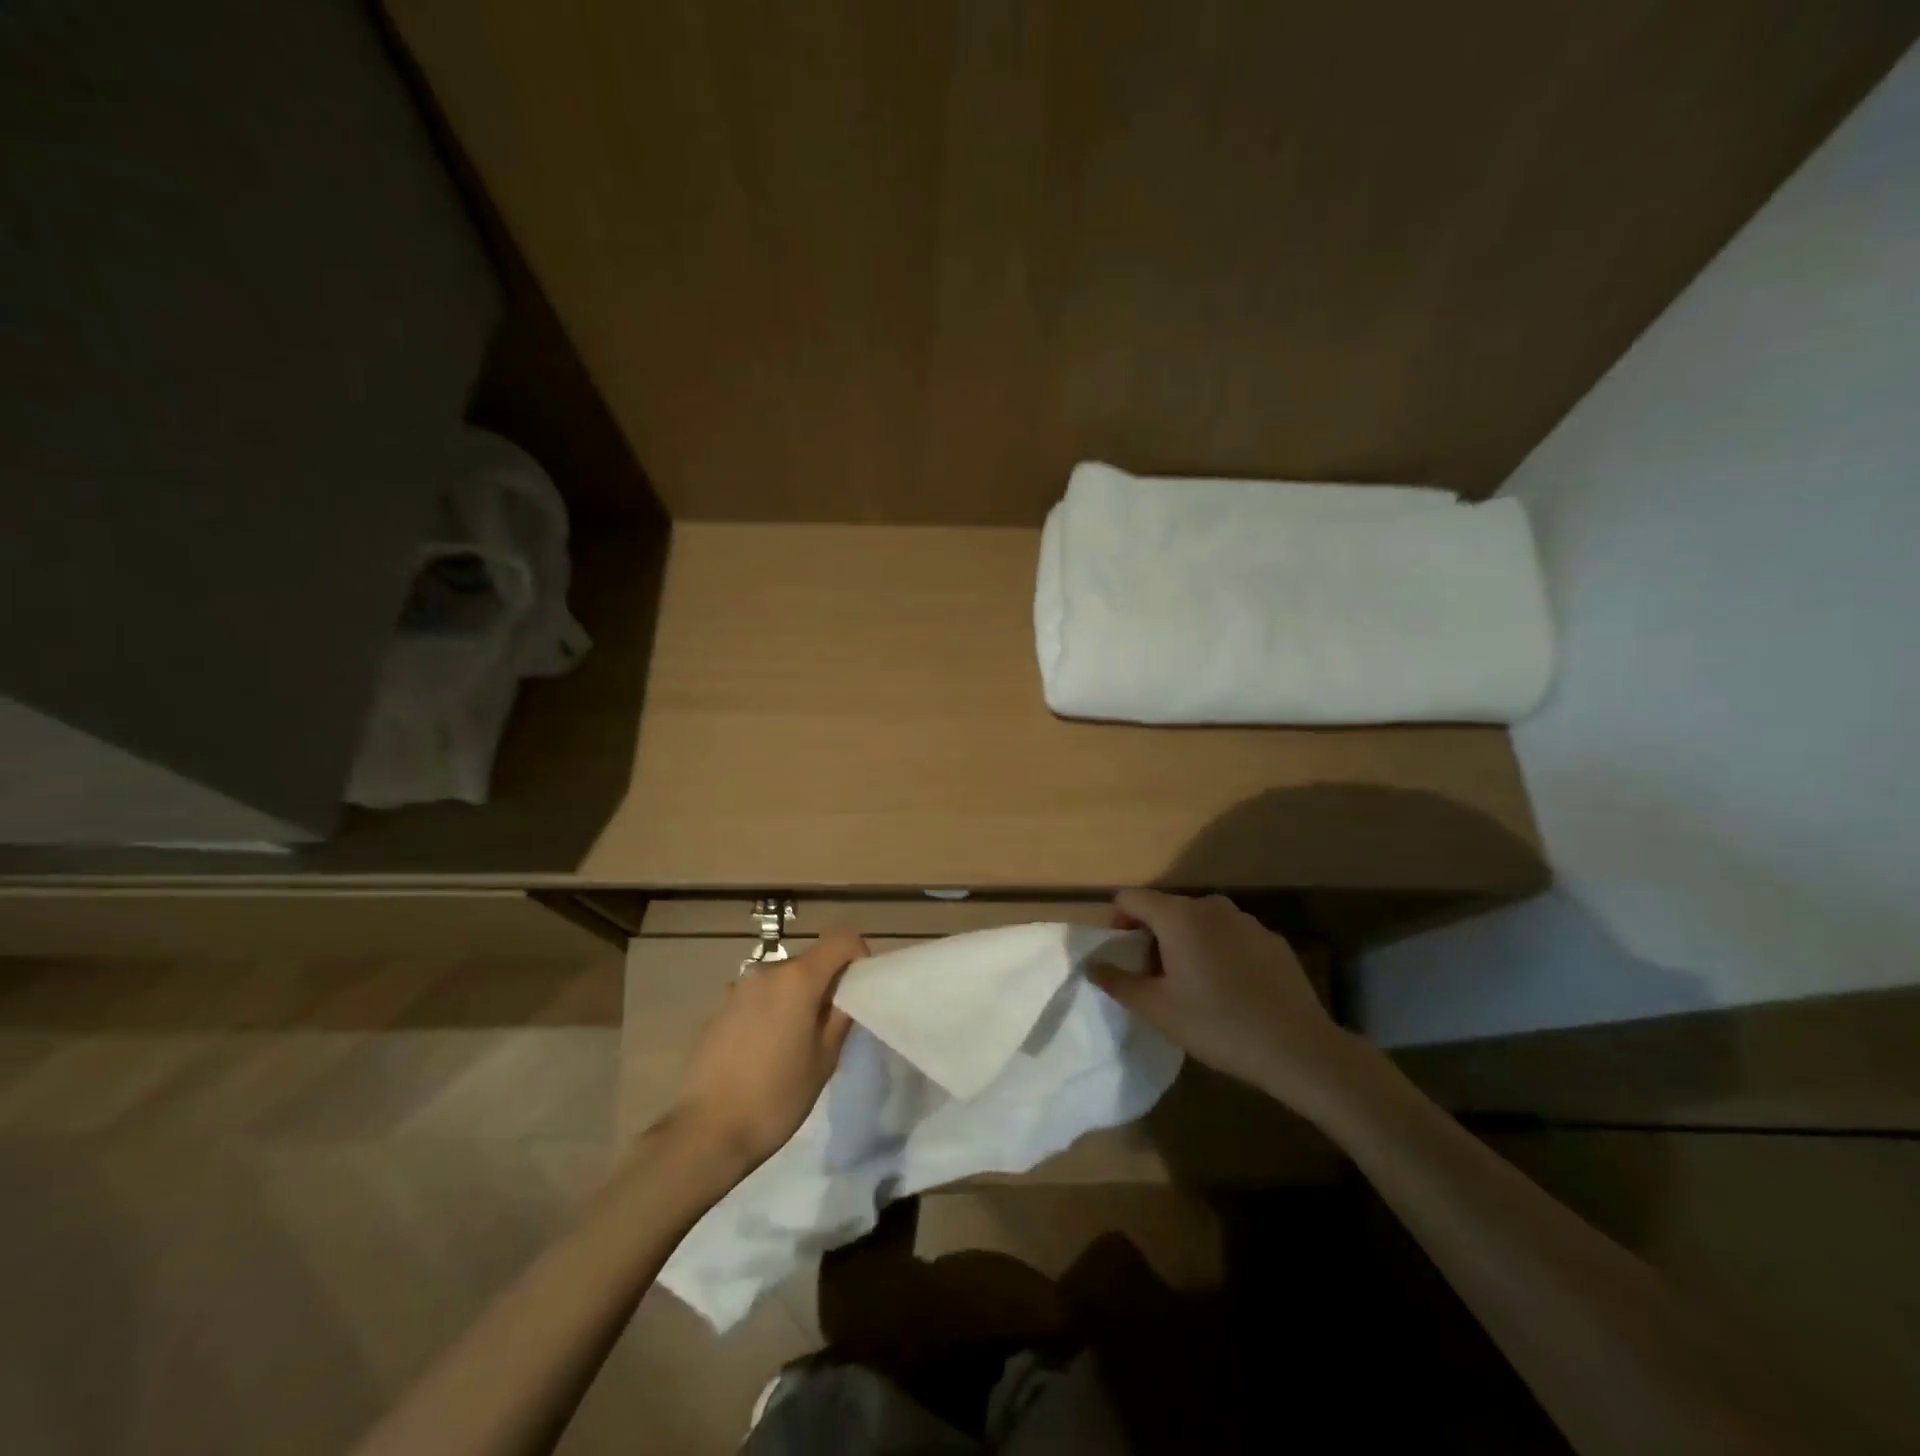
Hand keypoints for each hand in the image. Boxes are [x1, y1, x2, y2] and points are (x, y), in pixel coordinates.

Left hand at [663, 929, 865, 1175]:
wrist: (706, 1132)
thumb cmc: (776, 1096)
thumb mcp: (824, 1060)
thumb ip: (841, 1017)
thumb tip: (846, 994)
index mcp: (798, 978)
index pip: (841, 939)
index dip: (858, 956)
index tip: (860, 989)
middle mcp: (767, 971)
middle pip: (811, 961)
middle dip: (827, 983)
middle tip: (832, 1025)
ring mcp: (739, 989)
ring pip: (783, 980)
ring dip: (797, 998)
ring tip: (796, 1042)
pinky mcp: (720, 1010)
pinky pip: (759, 998)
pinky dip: (772, 1011)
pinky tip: (765, 1052)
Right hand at [1089, 890, 1366, 1111]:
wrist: (1298, 1048)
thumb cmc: (1217, 1025)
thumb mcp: (1156, 1009)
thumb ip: (1117, 981)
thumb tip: (1091, 964)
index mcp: (1178, 916)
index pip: (1130, 898)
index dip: (1116, 921)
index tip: (1121, 954)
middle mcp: (1211, 906)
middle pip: (1166, 909)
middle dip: (1151, 936)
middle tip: (1154, 978)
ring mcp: (1246, 920)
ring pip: (1199, 922)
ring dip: (1185, 943)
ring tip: (1192, 986)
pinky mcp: (1272, 940)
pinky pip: (1230, 936)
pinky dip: (1218, 952)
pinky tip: (1229, 990)